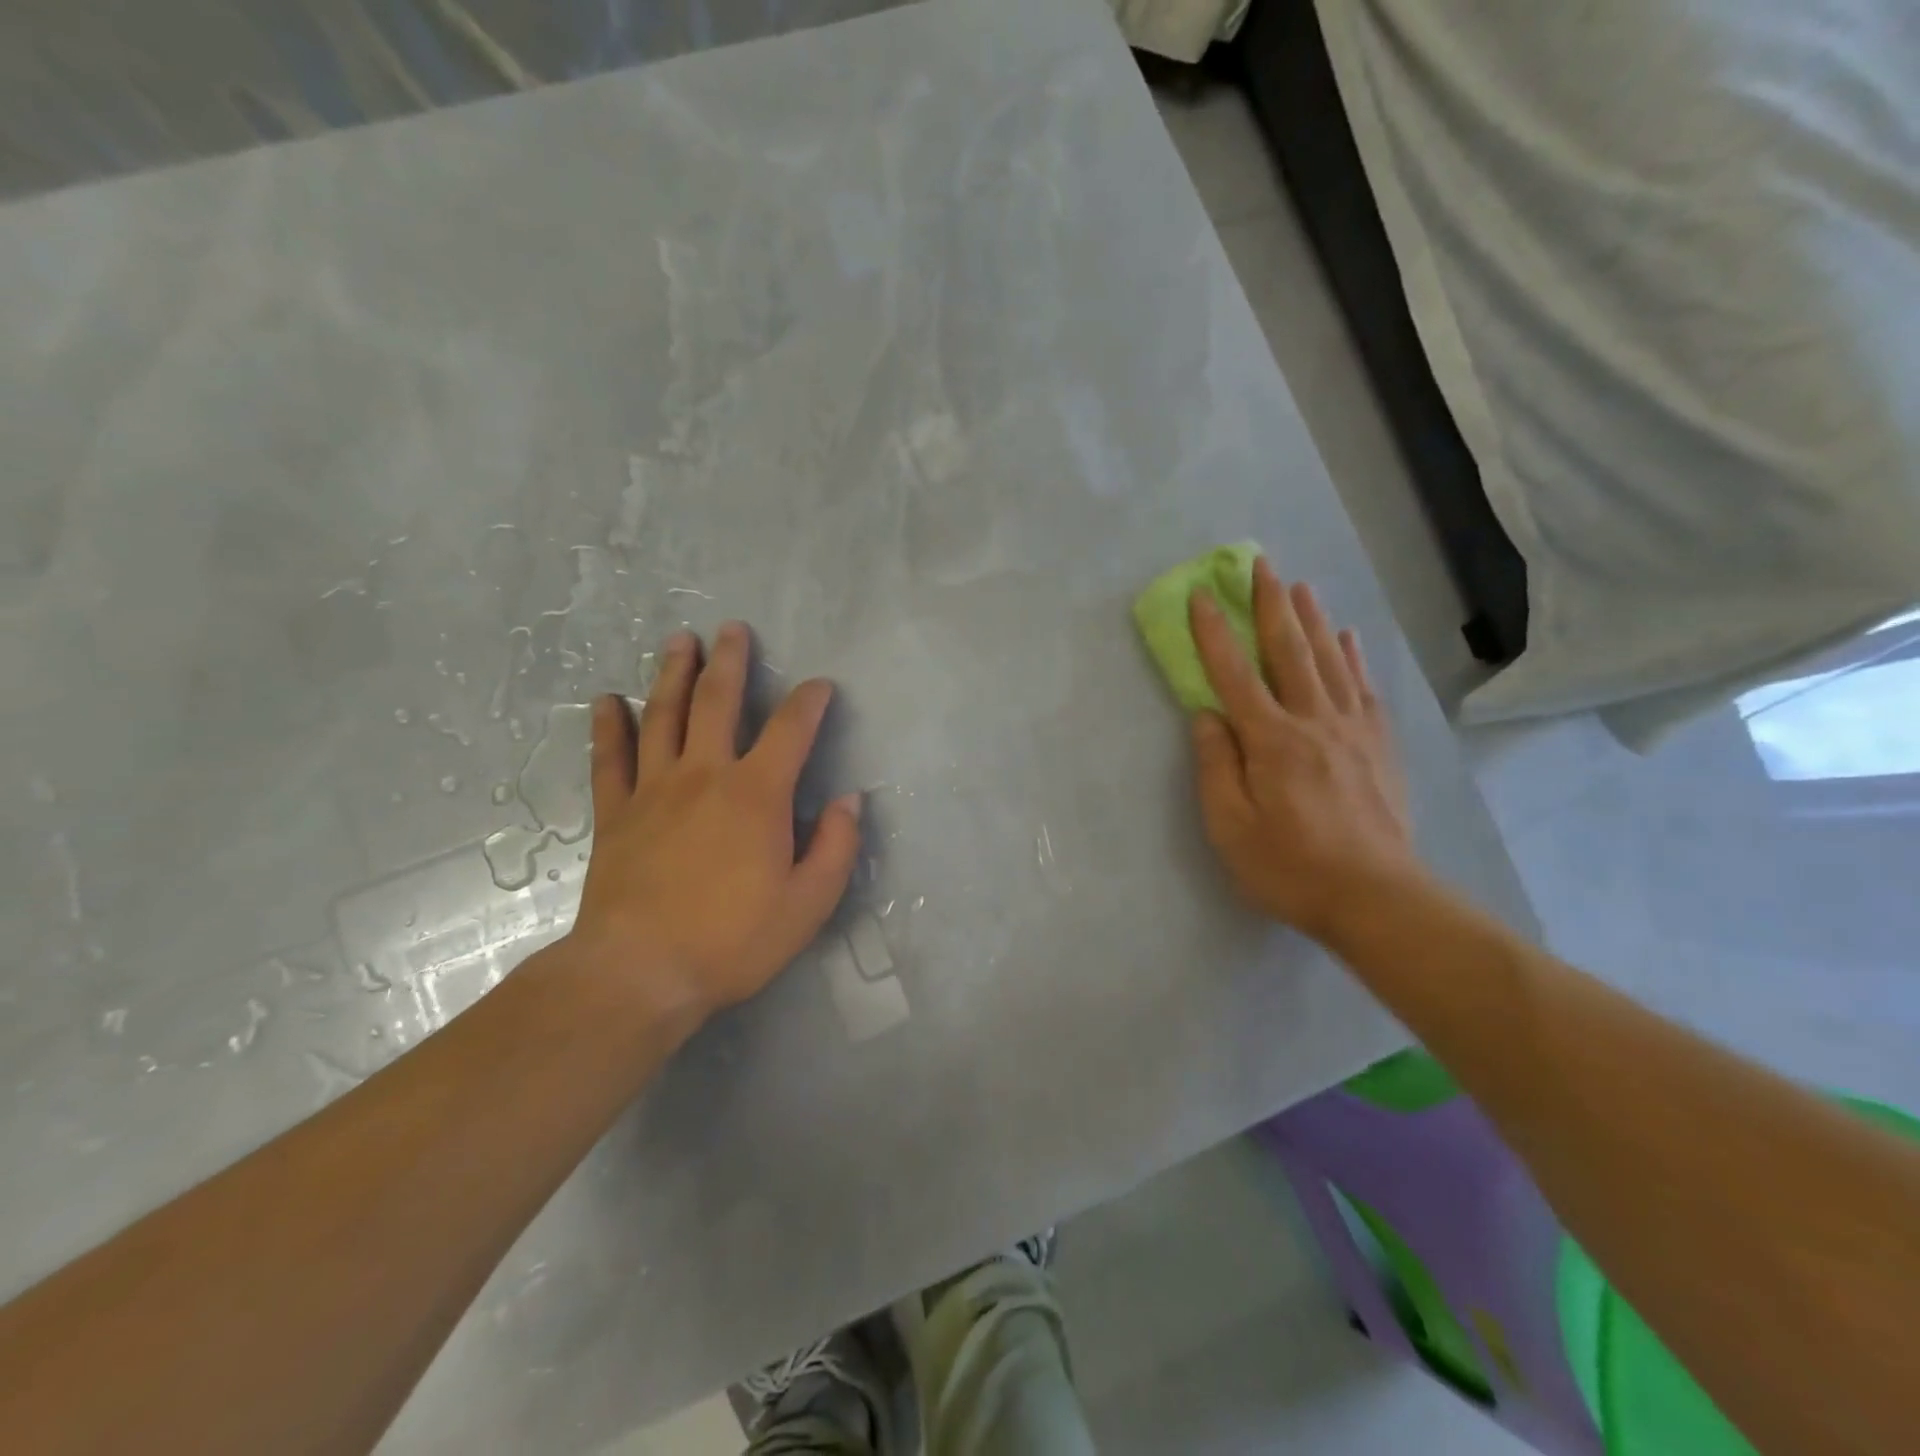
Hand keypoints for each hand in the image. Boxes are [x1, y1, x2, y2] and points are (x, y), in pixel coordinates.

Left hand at [568, 622, 861, 1029]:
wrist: (640, 972)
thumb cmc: (733, 940)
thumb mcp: (808, 903)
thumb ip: (836, 847)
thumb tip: (849, 800)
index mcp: (757, 794)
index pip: (791, 730)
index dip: (809, 701)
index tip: (820, 685)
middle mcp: (705, 775)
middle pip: (718, 702)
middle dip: (731, 661)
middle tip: (732, 629)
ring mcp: (654, 789)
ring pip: (664, 716)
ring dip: (673, 674)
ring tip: (679, 640)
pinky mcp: (616, 813)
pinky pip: (610, 759)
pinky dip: (609, 726)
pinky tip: (608, 700)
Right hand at [1188, 557, 1422, 945]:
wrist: (1376, 897)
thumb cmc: (1289, 866)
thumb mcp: (1230, 826)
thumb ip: (1215, 766)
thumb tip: (1207, 715)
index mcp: (1270, 740)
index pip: (1234, 674)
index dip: (1214, 633)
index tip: (1201, 596)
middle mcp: (1313, 721)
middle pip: (1289, 651)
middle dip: (1270, 605)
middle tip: (1260, 565)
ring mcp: (1353, 730)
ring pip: (1329, 660)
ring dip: (1311, 619)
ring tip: (1299, 586)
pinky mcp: (1379, 745)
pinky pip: (1364, 687)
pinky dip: (1353, 657)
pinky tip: (1346, 638)